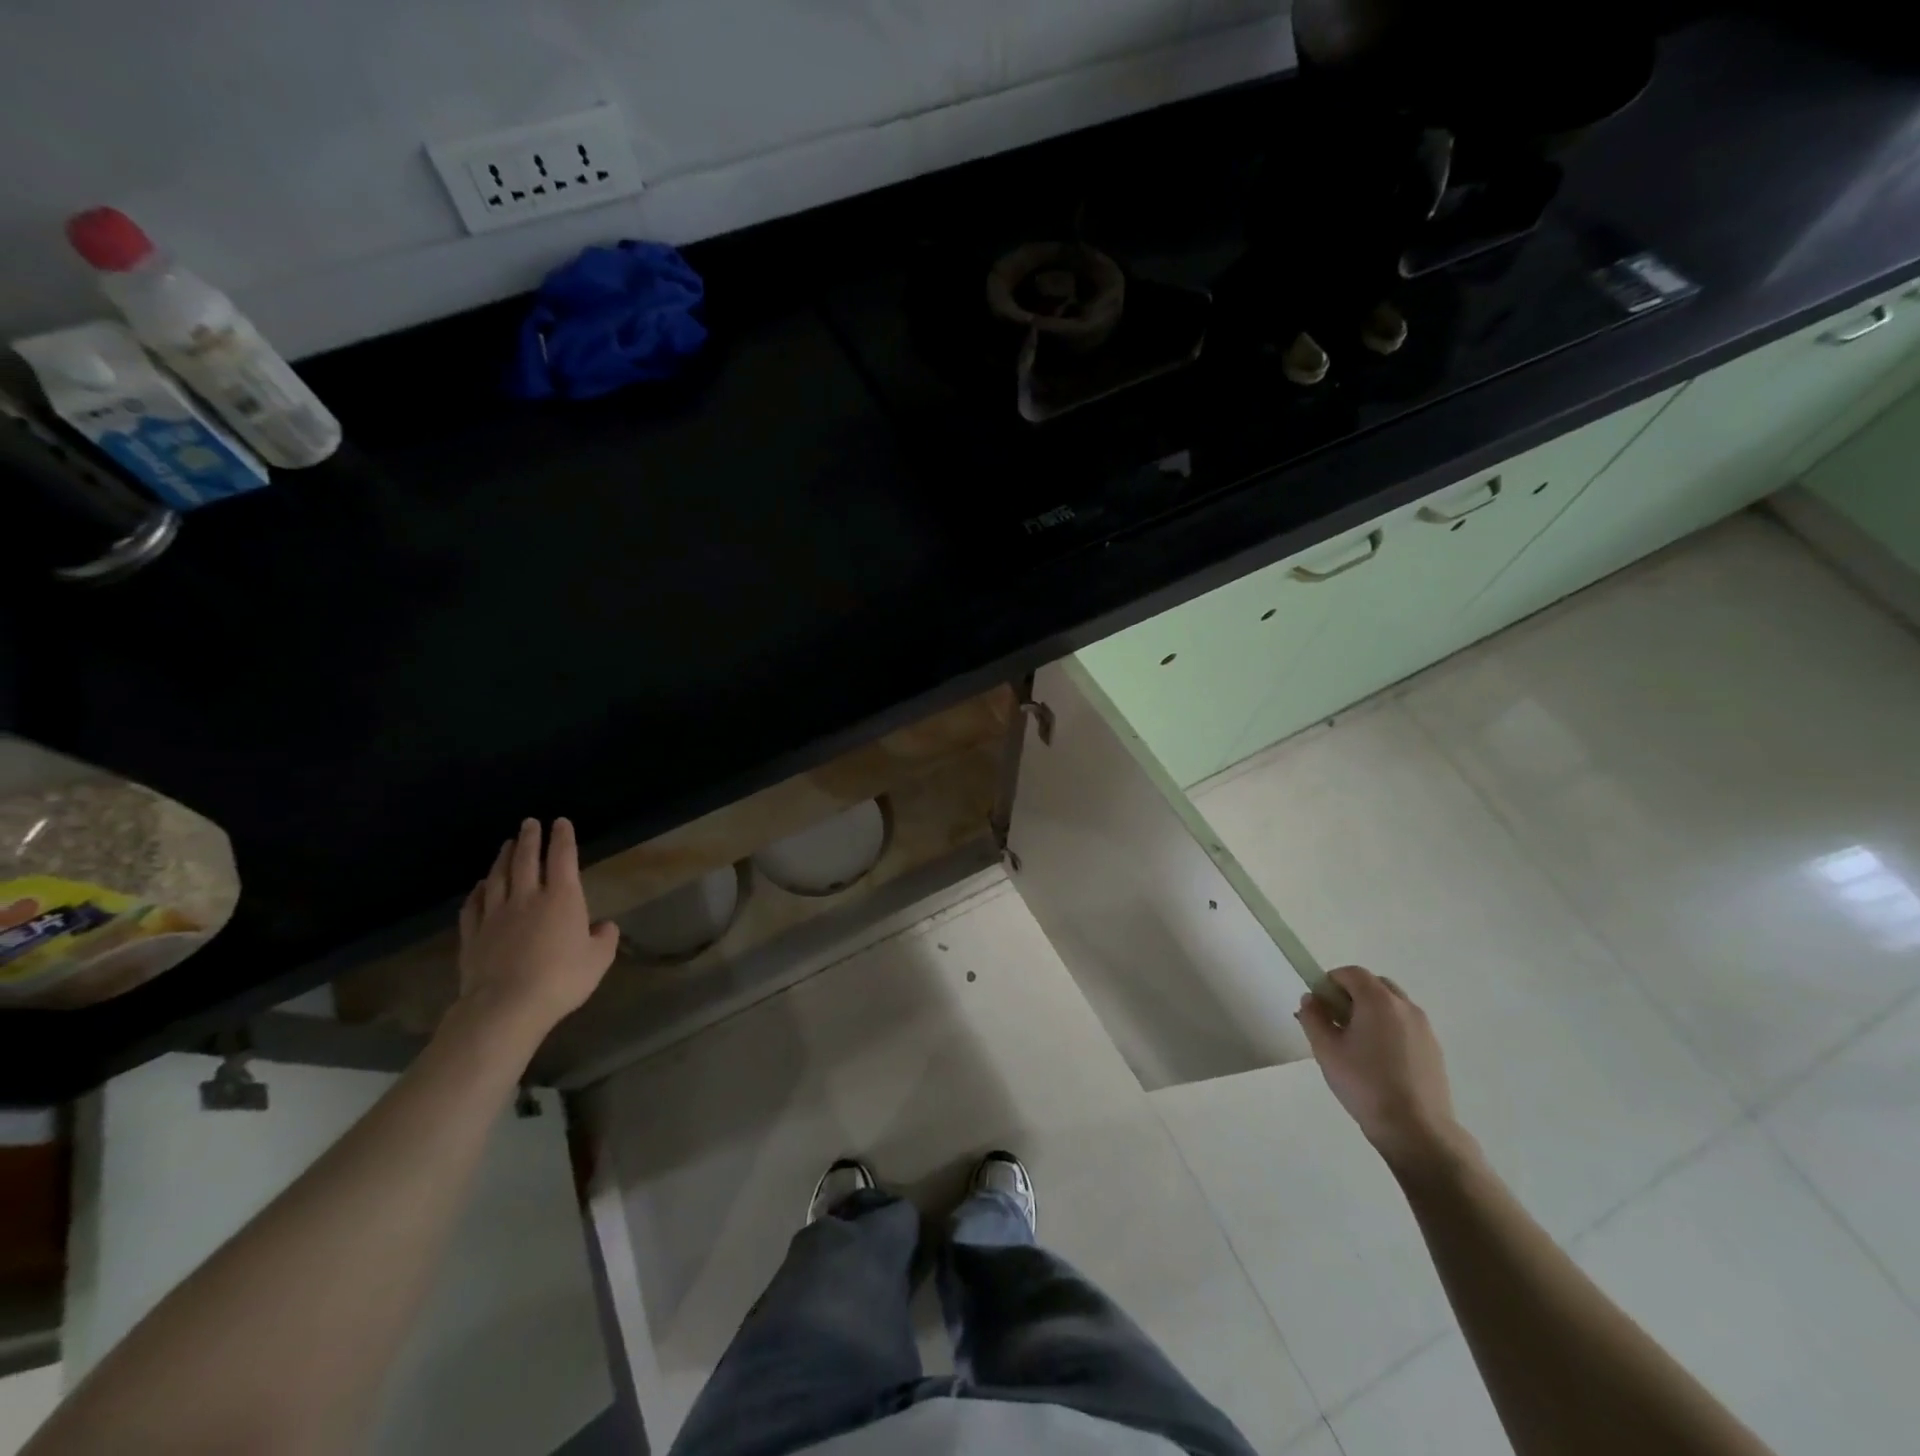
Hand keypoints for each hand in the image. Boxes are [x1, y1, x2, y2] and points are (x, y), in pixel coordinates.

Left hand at [455, 818, 618, 1044]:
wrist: (506, 1006)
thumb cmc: (561, 979)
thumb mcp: (598, 960)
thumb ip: (604, 939)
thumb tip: (604, 927)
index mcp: (562, 899)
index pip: (563, 858)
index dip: (563, 838)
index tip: (561, 822)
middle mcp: (528, 898)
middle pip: (526, 860)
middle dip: (530, 839)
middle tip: (530, 823)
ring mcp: (496, 915)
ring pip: (498, 878)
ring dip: (503, 858)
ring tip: (507, 844)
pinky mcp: (473, 935)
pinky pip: (473, 906)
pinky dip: (478, 891)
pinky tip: (480, 886)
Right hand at [1296, 966, 1472, 1176]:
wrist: (1416, 1131)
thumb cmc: (1364, 1084)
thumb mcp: (1325, 1049)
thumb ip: (1313, 1017)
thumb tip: (1312, 999)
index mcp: (1379, 1000)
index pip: (1351, 973)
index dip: (1330, 982)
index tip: (1319, 1006)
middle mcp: (1405, 1007)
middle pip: (1375, 985)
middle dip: (1352, 995)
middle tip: (1336, 1022)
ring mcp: (1424, 1029)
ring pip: (1392, 1006)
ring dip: (1372, 1012)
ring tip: (1357, 1045)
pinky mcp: (1434, 1050)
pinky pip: (1406, 1026)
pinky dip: (1389, 1030)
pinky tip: (1379, 1062)